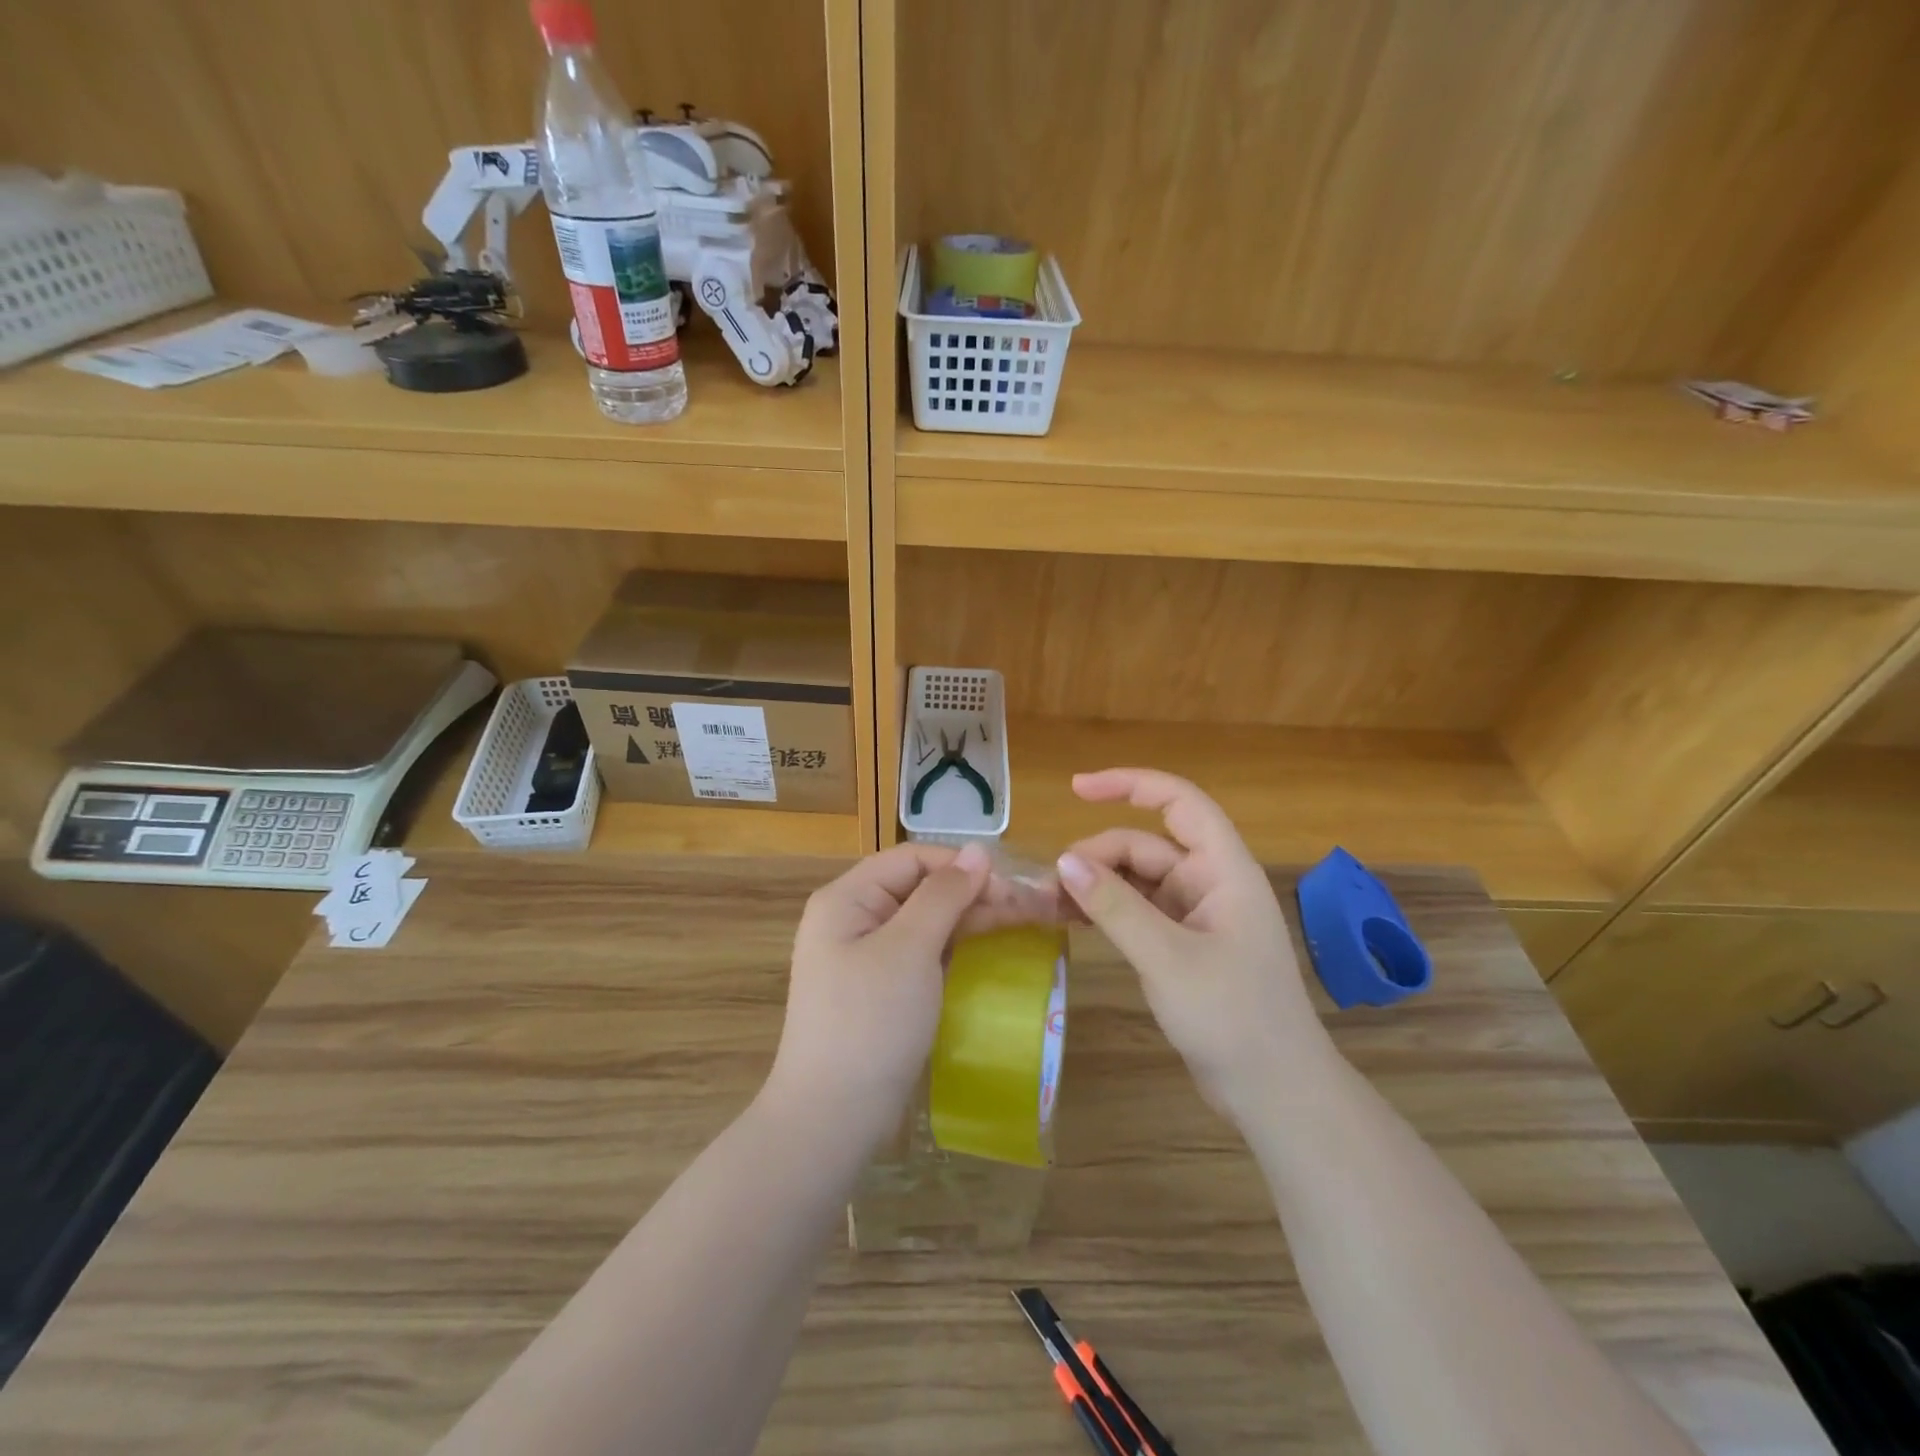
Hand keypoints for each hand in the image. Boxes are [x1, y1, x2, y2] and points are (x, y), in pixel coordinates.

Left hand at [765, 842, 1054, 1151]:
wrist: (832, 1119)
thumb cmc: (870, 1022)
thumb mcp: (910, 949)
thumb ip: (944, 894)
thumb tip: (980, 851)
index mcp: (847, 898)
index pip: (912, 859)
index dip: (962, 865)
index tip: (1012, 885)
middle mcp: (853, 918)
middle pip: (921, 888)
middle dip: (974, 893)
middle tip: (1032, 908)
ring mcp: (865, 956)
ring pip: (926, 921)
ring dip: (971, 918)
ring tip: (1024, 923)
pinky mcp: (880, 989)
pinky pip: (922, 953)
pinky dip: (955, 948)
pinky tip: (988, 950)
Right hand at [1054, 768, 1337, 1122]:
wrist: (1275, 1094)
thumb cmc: (1233, 1018)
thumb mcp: (1167, 958)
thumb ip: (1115, 907)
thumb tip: (1064, 861)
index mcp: (1224, 870)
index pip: (1178, 803)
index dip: (1130, 784)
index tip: (1076, 789)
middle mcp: (1210, 883)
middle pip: (1145, 846)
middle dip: (1097, 856)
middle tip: (1049, 884)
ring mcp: (1196, 915)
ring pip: (1137, 880)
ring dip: (1096, 885)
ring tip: (1049, 902)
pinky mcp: (1183, 945)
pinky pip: (1137, 912)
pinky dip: (1106, 911)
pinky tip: (1071, 919)